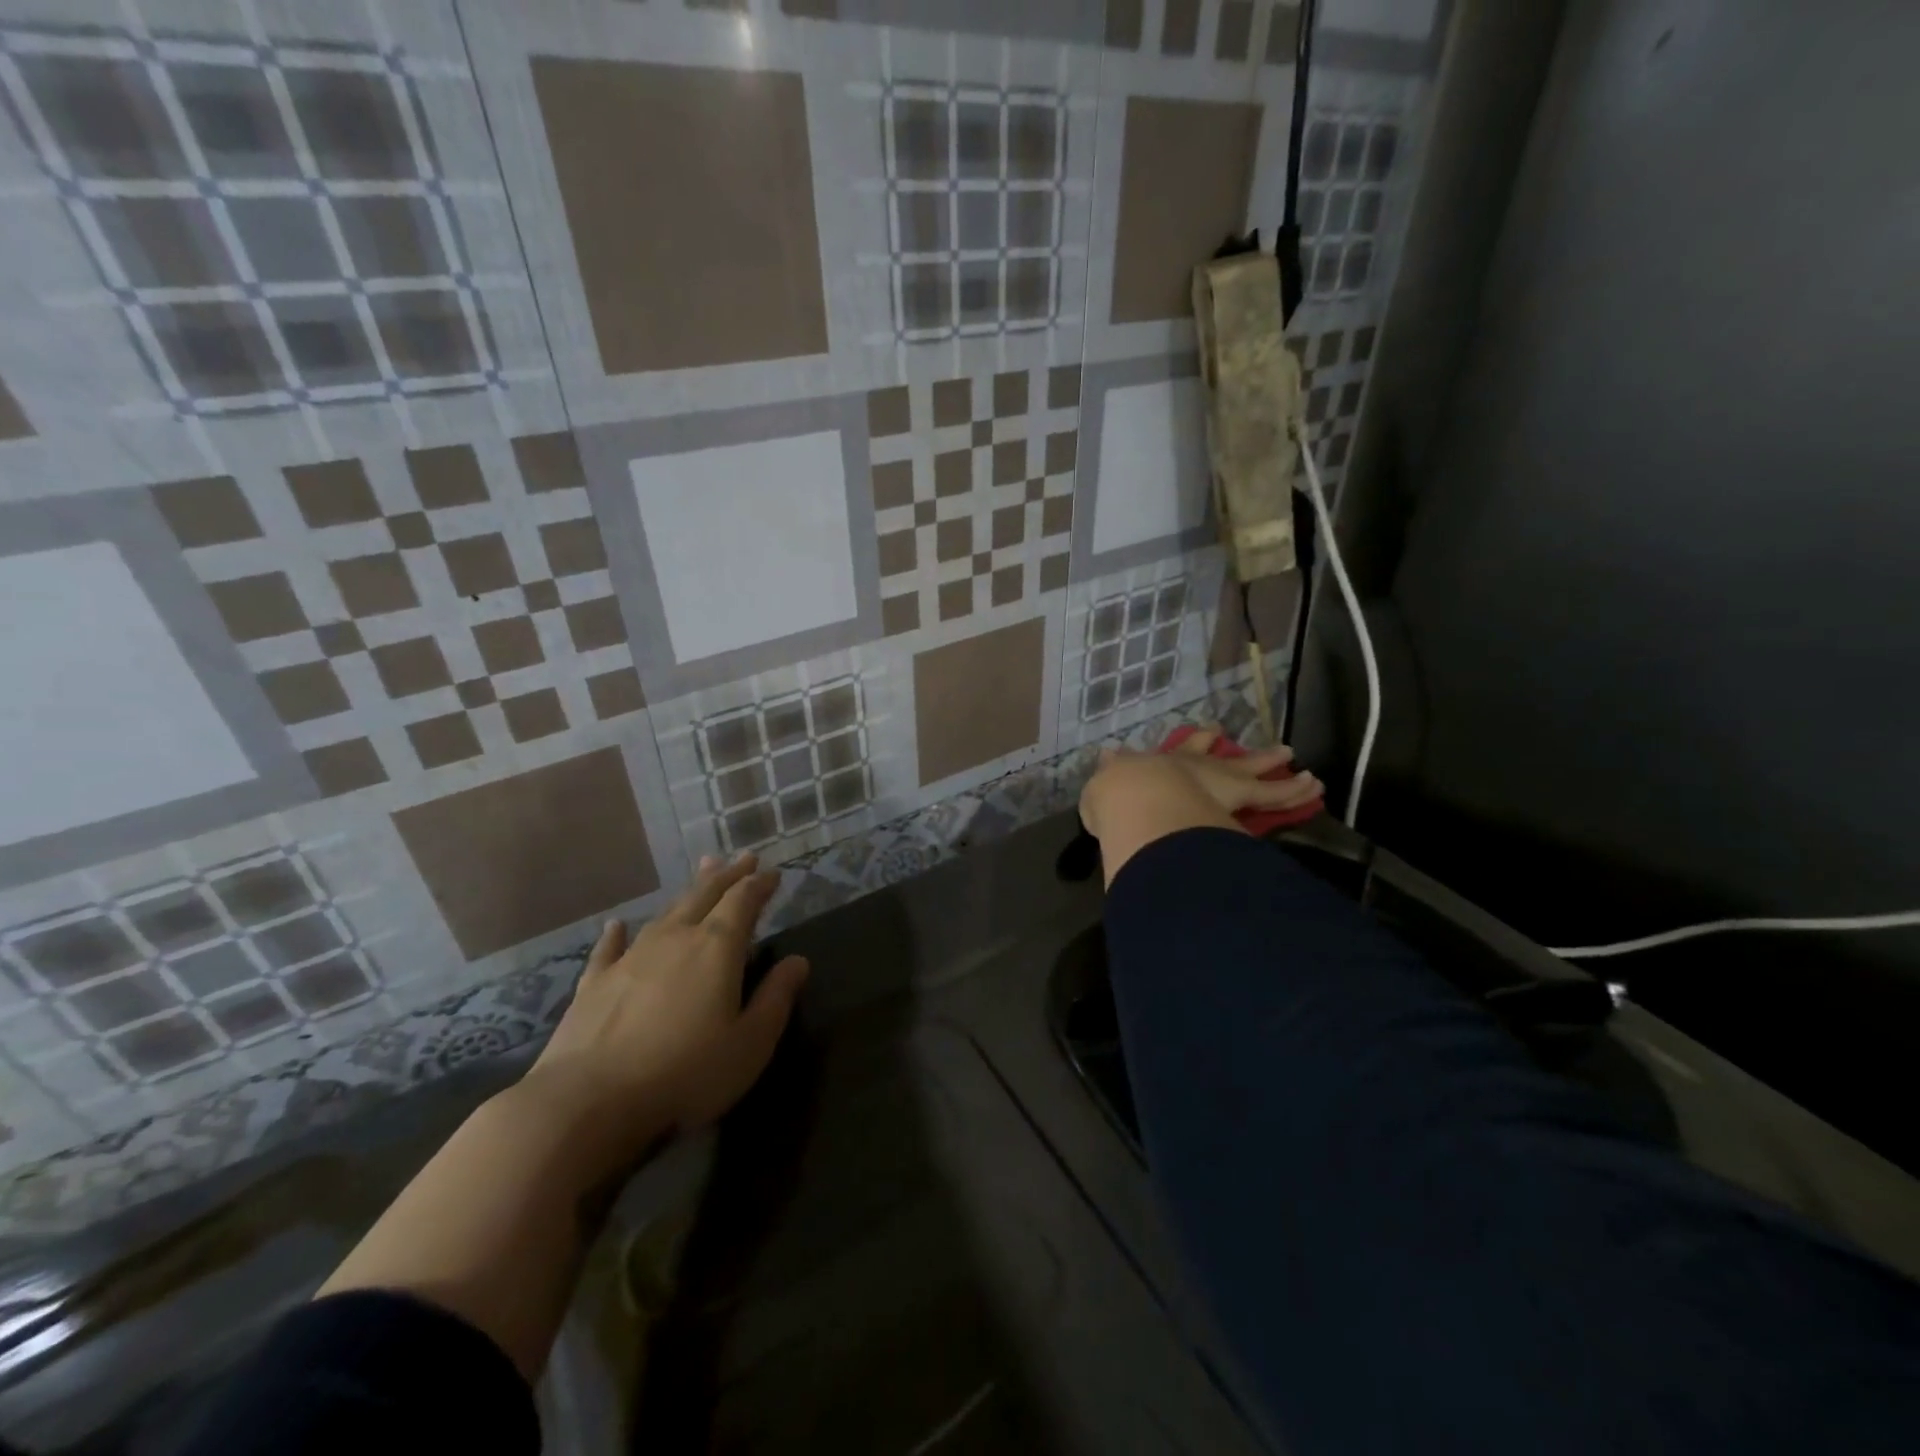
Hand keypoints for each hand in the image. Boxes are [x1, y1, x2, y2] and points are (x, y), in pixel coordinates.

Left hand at [519, 853, 808, 1166]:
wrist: (588, 1101)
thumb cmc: (685, 1073)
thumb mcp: (750, 1043)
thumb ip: (776, 998)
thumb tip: (798, 961)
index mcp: (716, 948)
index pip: (743, 902)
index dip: (759, 885)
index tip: (772, 873)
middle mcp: (674, 939)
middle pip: (705, 895)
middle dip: (727, 875)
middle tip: (742, 857)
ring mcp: (630, 958)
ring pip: (665, 912)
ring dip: (687, 891)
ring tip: (702, 871)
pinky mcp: (594, 984)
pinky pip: (609, 948)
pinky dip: (616, 934)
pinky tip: (616, 925)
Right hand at [1082, 728, 1320, 832]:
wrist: (1138, 799)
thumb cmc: (1116, 797)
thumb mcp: (1101, 787)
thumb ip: (1108, 772)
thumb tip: (1106, 756)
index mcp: (1158, 764)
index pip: (1176, 751)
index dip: (1190, 743)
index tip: (1203, 733)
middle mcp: (1191, 765)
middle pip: (1213, 753)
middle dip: (1223, 745)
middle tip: (1228, 735)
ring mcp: (1219, 777)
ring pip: (1252, 768)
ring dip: (1270, 761)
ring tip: (1291, 755)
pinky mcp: (1242, 794)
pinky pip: (1276, 793)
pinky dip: (1295, 790)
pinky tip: (1314, 785)